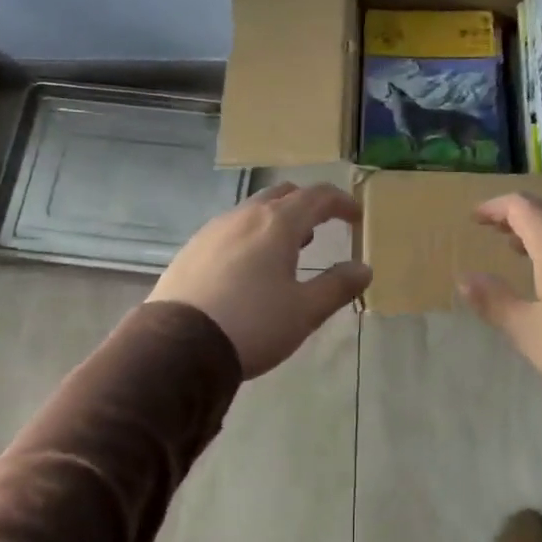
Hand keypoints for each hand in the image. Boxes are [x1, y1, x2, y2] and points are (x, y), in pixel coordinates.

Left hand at [149, 183, 371, 377]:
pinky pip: (231, 229)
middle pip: (283, 194)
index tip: (356, 217)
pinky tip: (250, 266)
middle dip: (308, 205)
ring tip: (289, 248)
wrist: (178, 347)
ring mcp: (213, 230)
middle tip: (323, 226)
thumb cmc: (252, 324)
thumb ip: (337, 286)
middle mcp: (244, 216)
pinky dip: (251, 235)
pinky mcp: (191, 249)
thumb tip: (363, 268)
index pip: (318, 196)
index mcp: (277, 223)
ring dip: (277, 220)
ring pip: (253, 210)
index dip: (342, 202)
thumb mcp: (304, 311)